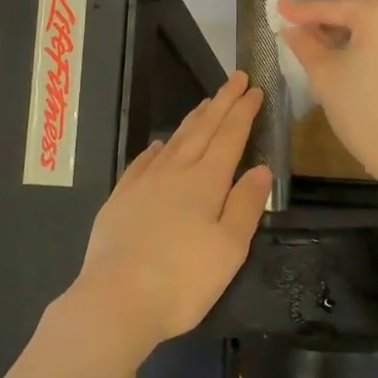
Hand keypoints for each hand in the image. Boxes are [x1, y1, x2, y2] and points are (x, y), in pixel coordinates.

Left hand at [62, 71, 272, 354]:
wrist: (115, 299)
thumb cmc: (182, 280)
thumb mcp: (229, 248)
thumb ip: (246, 205)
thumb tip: (261, 168)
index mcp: (205, 182)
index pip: (229, 137)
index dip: (243, 112)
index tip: (254, 88)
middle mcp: (174, 172)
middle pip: (202, 129)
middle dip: (222, 103)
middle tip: (235, 78)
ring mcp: (143, 183)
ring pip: (173, 141)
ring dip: (193, 119)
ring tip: (206, 102)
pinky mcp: (120, 199)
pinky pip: (142, 162)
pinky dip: (155, 149)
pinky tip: (158, 145)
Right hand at [277, 0, 377, 192]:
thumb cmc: (363, 110)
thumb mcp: (324, 74)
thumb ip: (304, 44)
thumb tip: (290, 28)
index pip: (331, 7)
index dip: (301, 11)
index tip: (277, 8)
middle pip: (352, 10)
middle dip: (323, 20)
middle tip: (293, 30)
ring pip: (368, 24)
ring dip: (341, 32)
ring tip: (312, 45)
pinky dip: (360, 42)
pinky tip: (338, 54)